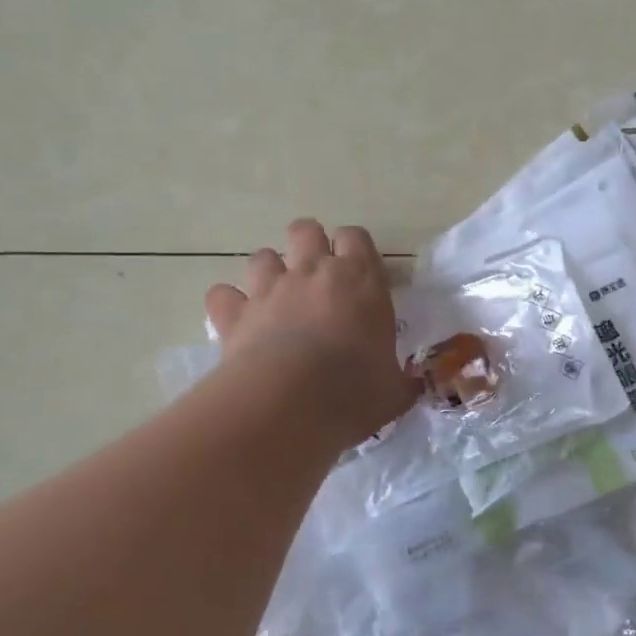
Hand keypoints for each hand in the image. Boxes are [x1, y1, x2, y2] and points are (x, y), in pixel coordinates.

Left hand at [205, 219, 417, 449]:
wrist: (288, 404)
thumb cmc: (354, 392)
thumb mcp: (394, 392)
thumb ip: (402, 382)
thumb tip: (412, 387)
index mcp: (361, 280)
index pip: (356, 237)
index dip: (354, 249)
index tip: (357, 273)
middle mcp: (313, 272)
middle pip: (306, 230)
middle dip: (309, 245)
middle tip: (316, 278)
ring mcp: (269, 289)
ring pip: (262, 256)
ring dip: (269, 272)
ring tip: (276, 298)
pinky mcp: (234, 314)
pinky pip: (222, 295)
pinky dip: (229, 304)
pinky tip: (238, 321)